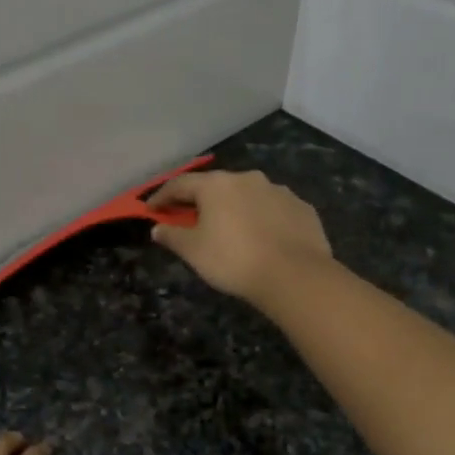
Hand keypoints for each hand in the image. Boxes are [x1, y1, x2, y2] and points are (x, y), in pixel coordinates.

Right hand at [147, 169, 332, 309]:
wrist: (294, 275)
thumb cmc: (233, 260)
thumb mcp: (193, 251)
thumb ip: (172, 236)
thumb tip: (158, 228)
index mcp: (217, 185)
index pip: (180, 184)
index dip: (162, 196)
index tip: (152, 209)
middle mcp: (247, 178)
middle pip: (216, 187)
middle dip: (200, 201)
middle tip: (190, 219)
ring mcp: (278, 191)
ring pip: (247, 196)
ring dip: (234, 208)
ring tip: (230, 229)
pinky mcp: (301, 207)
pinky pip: (273, 209)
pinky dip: (261, 219)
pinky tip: (262, 238)